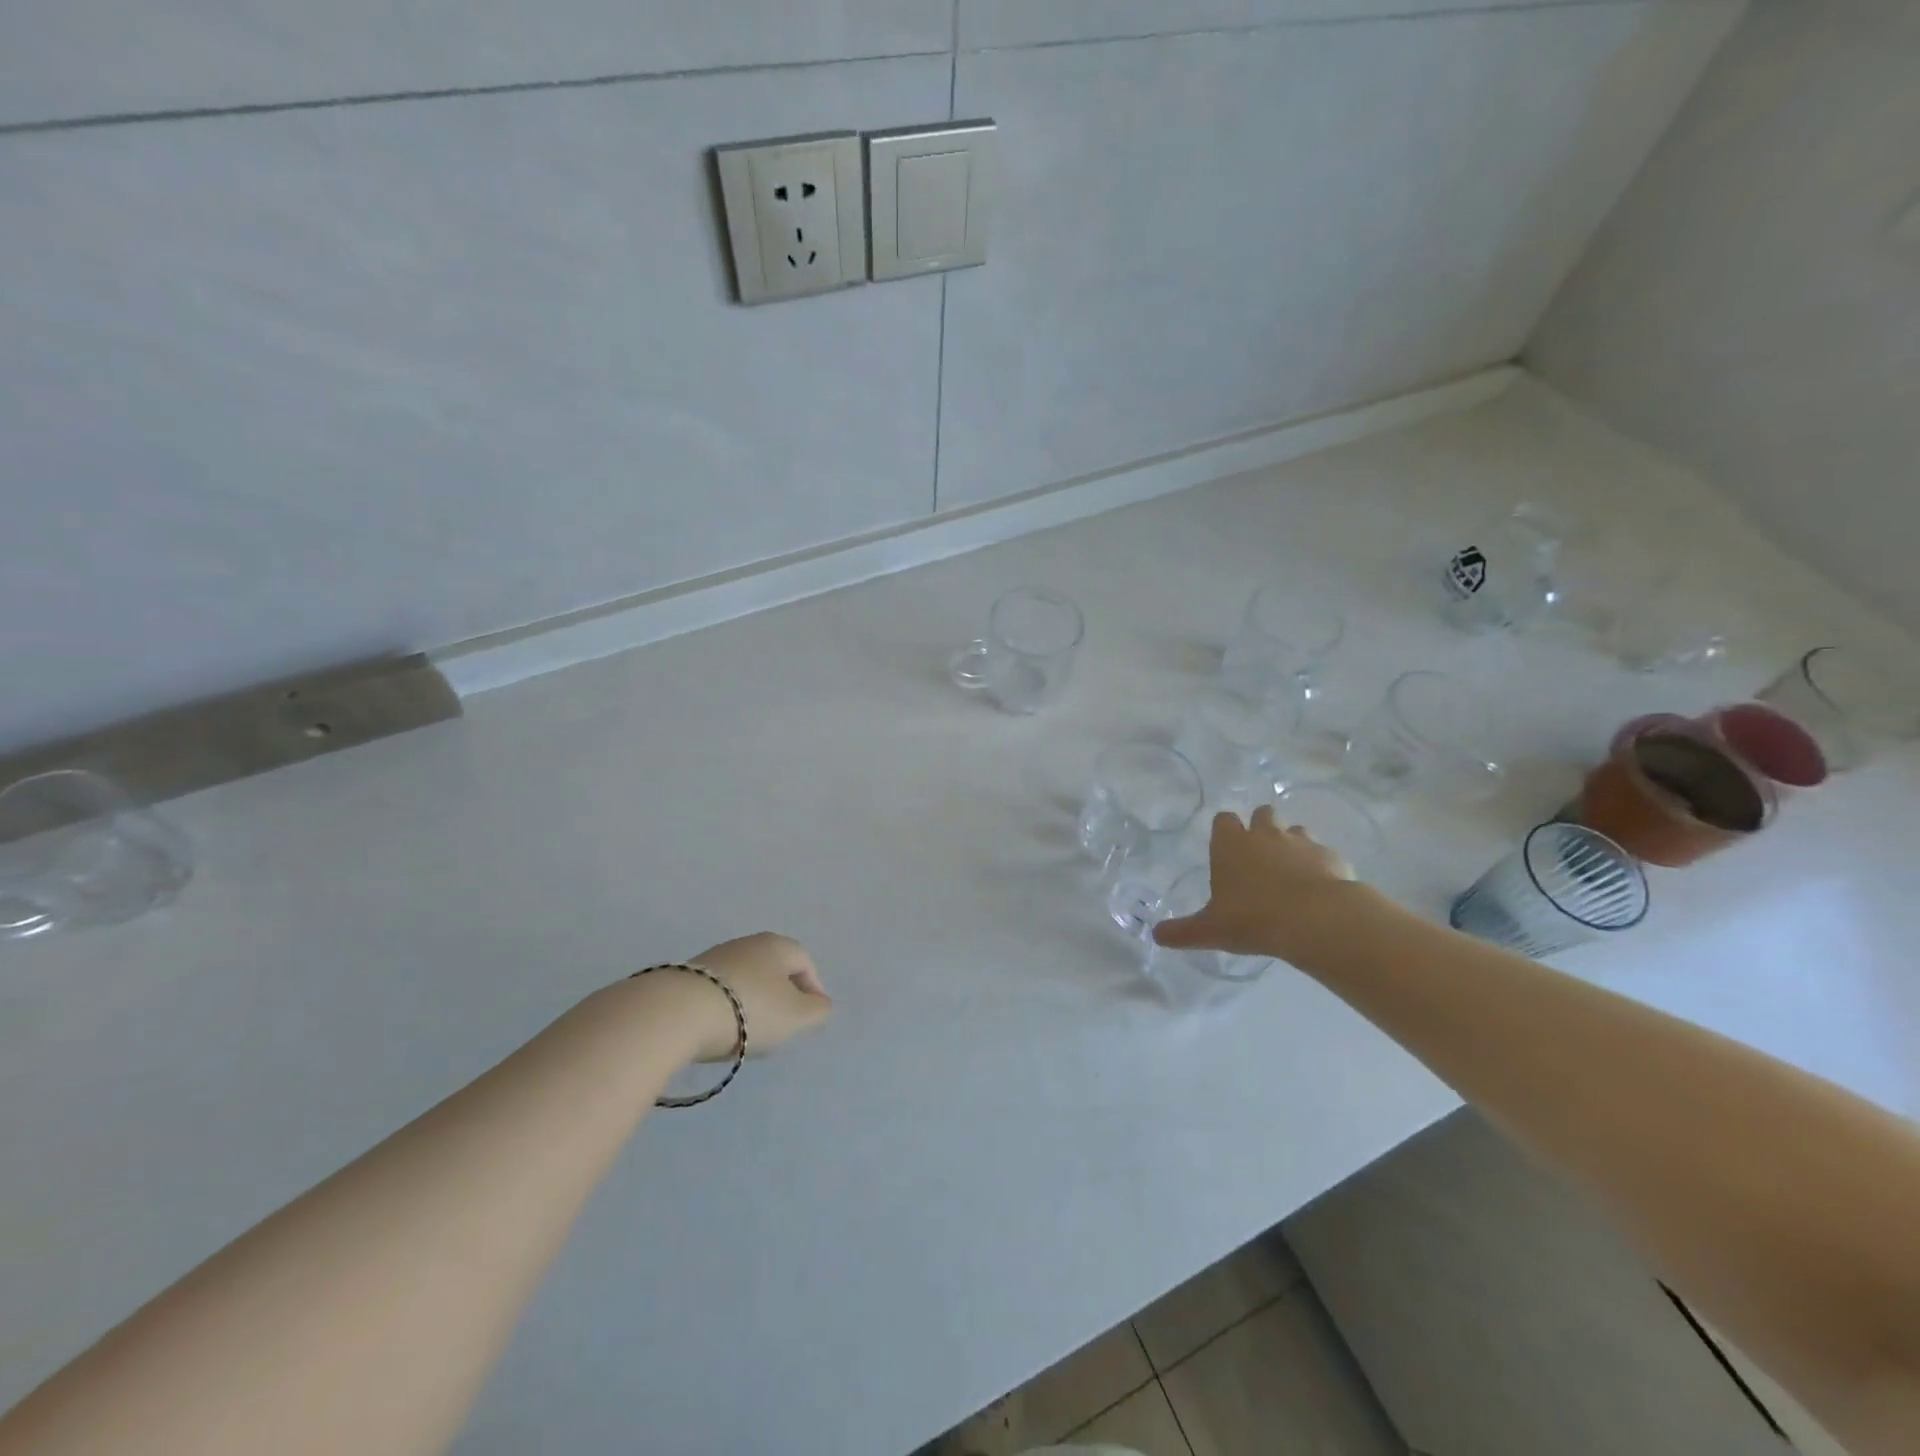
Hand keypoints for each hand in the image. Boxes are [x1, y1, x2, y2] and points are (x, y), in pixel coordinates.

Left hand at [681, 932, 832, 1061]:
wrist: (678, 1013)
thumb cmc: (750, 1010)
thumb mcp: (796, 1016)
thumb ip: (817, 1010)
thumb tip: (821, 1003)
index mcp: (778, 945)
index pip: (805, 962)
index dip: (812, 990)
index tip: (810, 1018)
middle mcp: (748, 943)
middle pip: (774, 968)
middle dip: (781, 995)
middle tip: (782, 1025)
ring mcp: (715, 957)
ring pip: (746, 979)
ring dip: (752, 1001)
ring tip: (748, 1032)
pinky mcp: (688, 975)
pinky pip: (719, 990)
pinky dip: (726, 1006)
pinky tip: (720, 1028)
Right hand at [1152, 805, 1366, 964]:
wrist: (1317, 920)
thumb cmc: (1254, 919)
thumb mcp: (1211, 930)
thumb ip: (1183, 931)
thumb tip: (1156, 935)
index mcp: (1232, 843)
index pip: (1224, 819)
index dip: (1225, 831)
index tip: (1226, 848)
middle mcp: (1266, 834)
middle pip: (1263, 813)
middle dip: (1262, 828)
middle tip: (1260, 858)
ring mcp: (1302, 842)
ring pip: (1296, 830)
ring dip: (1292, 845)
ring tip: (1291, 874)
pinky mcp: (1331, 856)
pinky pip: (1323, 854)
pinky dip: (1320, 866)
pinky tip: (1319, 890)